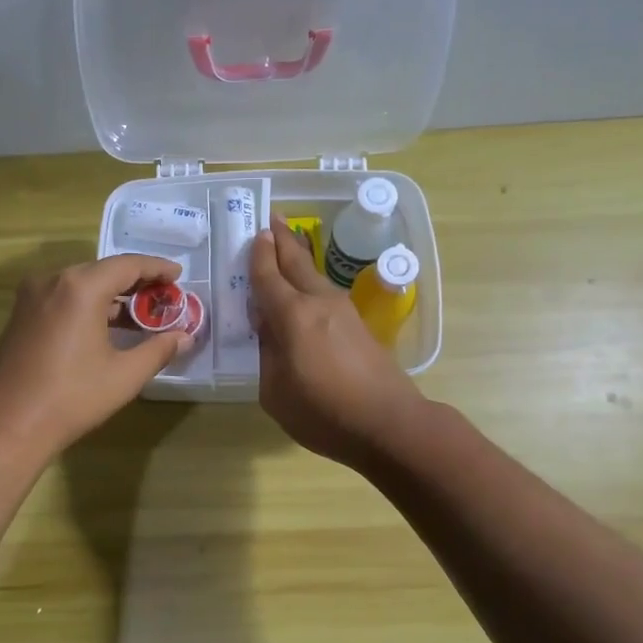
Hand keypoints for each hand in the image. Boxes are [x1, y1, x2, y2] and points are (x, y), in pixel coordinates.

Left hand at [0, 253, 190, 458]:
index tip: (179, 276)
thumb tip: (185, 337)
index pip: (128, 264)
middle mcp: (53, 280)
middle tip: (164, 297)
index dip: (157, 268)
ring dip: (112, 295)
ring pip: (81, 284)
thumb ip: (158, 350)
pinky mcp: (21, 315)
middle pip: (103, 270)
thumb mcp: (124, 375)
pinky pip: (63, 298)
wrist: (5, 424)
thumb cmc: (71, 397)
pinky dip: (88, 305)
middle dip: (136, 282)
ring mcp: (32, 297)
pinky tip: (106, 327)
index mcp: (81, 287)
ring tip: (140, 314)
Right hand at [249, 219, 423, 466]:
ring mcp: (343, 311)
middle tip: (272, 218)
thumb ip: (267, 354)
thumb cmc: (324, 413)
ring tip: (287, 245)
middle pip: (296, 263)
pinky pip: (325, 294)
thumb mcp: (275, 391)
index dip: (258, 255)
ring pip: (314, 276)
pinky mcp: (358, 325)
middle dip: (282, 240)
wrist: (389, 424)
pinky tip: (305, 289)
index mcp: (293, 316)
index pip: (268, 277)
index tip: (254, 233)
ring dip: (298, 258)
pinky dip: (310, 282)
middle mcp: (318, 303)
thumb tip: (269, 329)